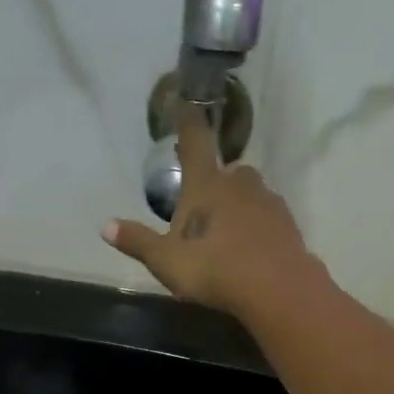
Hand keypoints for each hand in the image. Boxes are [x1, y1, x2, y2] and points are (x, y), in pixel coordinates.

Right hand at [104, 104, 318, 318]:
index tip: (187, 105)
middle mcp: (238, 182)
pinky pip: (267, 217)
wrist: (276, 288)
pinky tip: (251, 249)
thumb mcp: (166, 260)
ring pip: (250, 193)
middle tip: (203, 207)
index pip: (194, 141)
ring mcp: (267, 200)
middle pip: (226, 171)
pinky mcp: (287, 223)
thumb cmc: (213, 269)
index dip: (188, 122)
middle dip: (215, 182)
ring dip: (238, 205)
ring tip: (227, 233)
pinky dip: (258, 226)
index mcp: (205, 184)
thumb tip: (105, 226)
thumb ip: (138, 242)